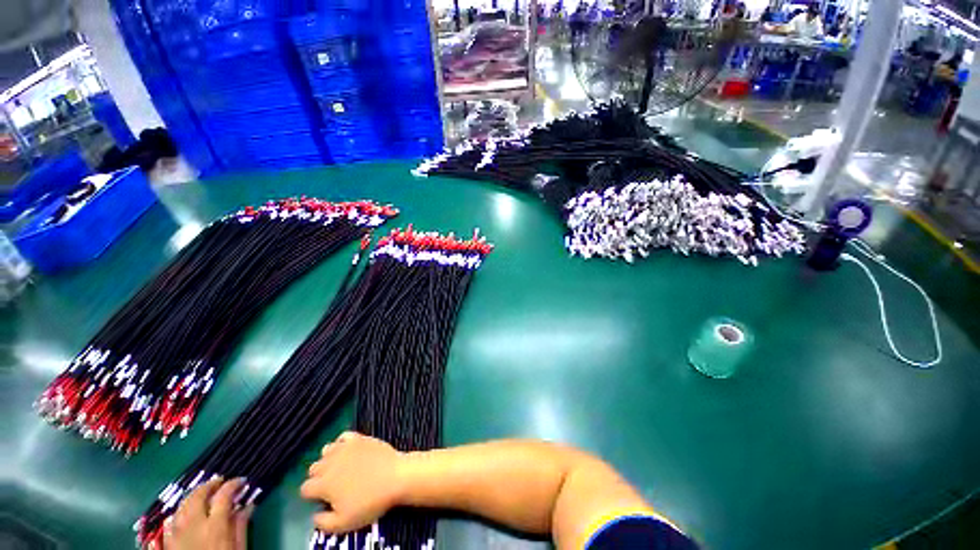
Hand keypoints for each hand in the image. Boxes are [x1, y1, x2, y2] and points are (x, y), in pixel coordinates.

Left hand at [163, 477, 253, 549]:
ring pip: (181, 506)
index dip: (233, 484)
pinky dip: (179, 512)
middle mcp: (193, 525)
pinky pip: (170, 521)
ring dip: (193, 496)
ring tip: (203, 494)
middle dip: (209, 485)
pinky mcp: (167, 543)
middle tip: (220, 481)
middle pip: (197, 496)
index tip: (242, 481)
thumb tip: (248, 505)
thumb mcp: (238, 549)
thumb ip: (241, 526)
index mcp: (214, 526)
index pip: (223, 496)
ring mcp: (176, 534)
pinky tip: (184, 512)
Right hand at [299, 431, 406, 532]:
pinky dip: (342, 443)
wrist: (395, 477)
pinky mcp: (359, 438)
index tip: (322, 499)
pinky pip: (343, 436)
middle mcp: (330, 463)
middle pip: (314, 468)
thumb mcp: (344, 523)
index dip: (311, 495)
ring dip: (329, 459)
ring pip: (326, 450)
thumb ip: (323, 523)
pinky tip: (348, 450)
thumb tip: (314, 516)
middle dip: (319, 477)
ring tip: (340, 467)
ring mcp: (345, 448)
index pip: (305, 488)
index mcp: (324, 484)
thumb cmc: (370, 502)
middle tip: (332, 485)